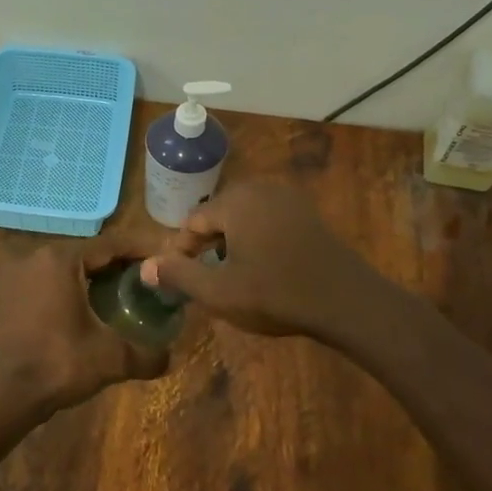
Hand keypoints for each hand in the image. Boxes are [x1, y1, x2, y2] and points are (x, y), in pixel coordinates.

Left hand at [0, 236, 170, 414]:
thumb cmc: (56, 365)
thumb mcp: (111, 359)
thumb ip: (147, 354)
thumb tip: (169, 358)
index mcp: (59, 259)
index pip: (110, 245)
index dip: (140, 251)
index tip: (162, 259)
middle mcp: (31, 256)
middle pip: (84, 254)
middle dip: (114, 266)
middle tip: (142, 281)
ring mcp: (9, 275)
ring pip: (59, 269)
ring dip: (86, 279)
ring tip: (113, 297)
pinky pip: (38, 284)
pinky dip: (60, 291)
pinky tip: (77, 313)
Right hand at [143, 181, 380, 339]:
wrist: (346, 302)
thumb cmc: (276, 295)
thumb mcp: (218, 292)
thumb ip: (178, 275)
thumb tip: (145, 267)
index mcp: (235, 201)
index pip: (192, 222)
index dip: (181, 252)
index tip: (179, 280)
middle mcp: (260, 189)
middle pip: (217, 215)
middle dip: (206, 246)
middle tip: (204, 280)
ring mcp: (288, 198)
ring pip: (242, 218)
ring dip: (230, 244)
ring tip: (229, 276)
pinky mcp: (307, 213)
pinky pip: (267, 221)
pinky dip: (255, 240)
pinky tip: (260, 268)